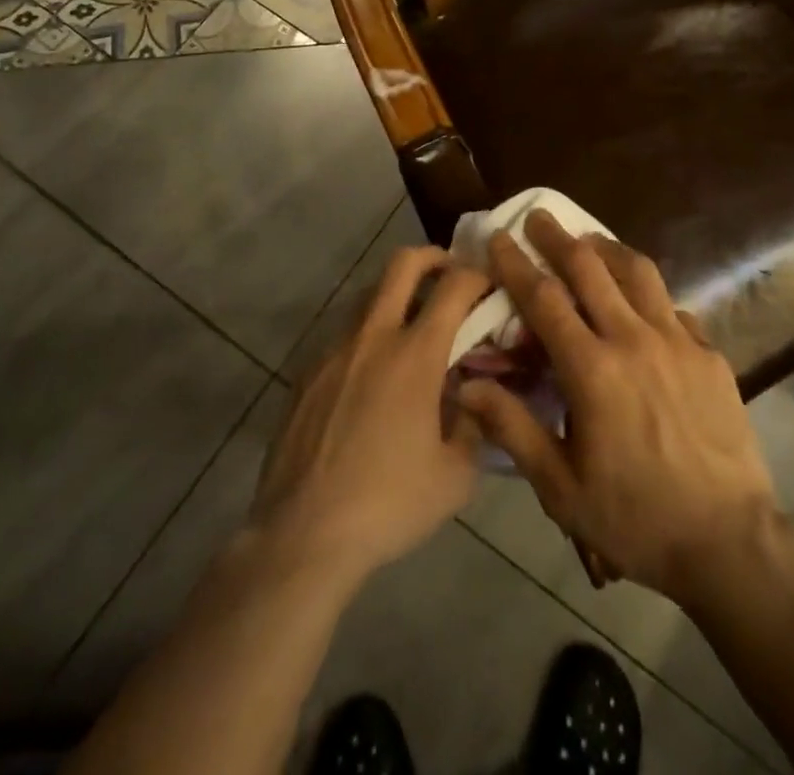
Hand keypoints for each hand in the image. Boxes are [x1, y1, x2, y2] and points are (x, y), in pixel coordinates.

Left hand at [250, 246, 490, 584]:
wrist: (302, 535)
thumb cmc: (388, 504)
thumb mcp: (456, 476)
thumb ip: (475, 425)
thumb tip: (473, 397)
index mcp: (415, 354)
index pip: (455, 286)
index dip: (479, 275)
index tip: (492, 285)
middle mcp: (373, 336)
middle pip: (402, 263)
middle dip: (433, 257)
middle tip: (450, 277)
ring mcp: (333, 350)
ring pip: (368, 295)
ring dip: (396, 297)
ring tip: (412, 332)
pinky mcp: (306, 372)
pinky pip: (343, 335)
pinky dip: (367, 336)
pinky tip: (372, 378)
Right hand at [456, 212, 778, 604]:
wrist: (729, 540)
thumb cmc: (635, 518)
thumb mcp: (560, 486)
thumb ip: (512, 428)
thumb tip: (465, 385)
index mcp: (592, 369)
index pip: (545, 299)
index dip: (517, 264)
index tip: (501, 236)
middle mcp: (633, 339)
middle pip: (591, 269)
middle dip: (559, 238)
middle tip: (540, 216)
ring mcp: (678, 342)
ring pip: (639, 273)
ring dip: (608, 250)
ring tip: (590, 242)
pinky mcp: (709, 354)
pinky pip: (673, 307)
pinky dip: (649, 295)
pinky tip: (643, 305)